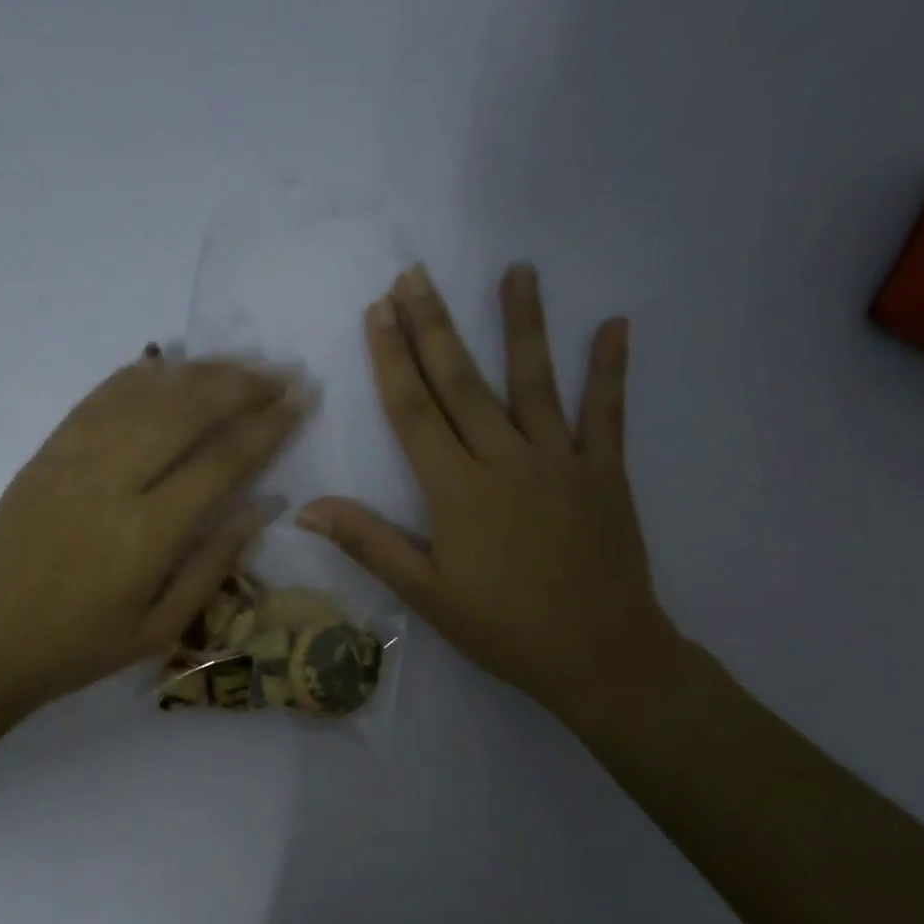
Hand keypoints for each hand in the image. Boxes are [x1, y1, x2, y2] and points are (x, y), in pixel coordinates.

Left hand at [0, 352, 304, 717]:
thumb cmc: (77, 649)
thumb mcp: (158, 629)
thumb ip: (213, 564)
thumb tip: (263, 507)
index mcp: (146, 535)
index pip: (221, 462)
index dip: (266, 426)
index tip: (300, 401)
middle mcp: (111, 482)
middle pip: (186, 411)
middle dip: (241, 385)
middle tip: (280, 374)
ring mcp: (71, 460)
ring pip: (144, 395)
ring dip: (197, 373)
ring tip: (237, 365)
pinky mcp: (44, 454)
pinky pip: (97, 399)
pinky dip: (136, 377)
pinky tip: (164, 365)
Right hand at [297, 263, 680, 724]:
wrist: (599, 654)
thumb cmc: (502, 627)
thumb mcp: (425, 594)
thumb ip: (370, 543)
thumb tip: (308, 508)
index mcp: (457, 491)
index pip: (415, 412)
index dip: (392, 360)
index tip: (378, 312)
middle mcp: (506, 461)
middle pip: (463, 383)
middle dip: (435, 326)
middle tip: (416, 276)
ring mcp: (561, 460)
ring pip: (536, 381)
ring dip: (522, 324)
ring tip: (517, 270)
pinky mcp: (605, 471)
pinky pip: (608, 412)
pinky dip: (611, 369)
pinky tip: (616, 323)